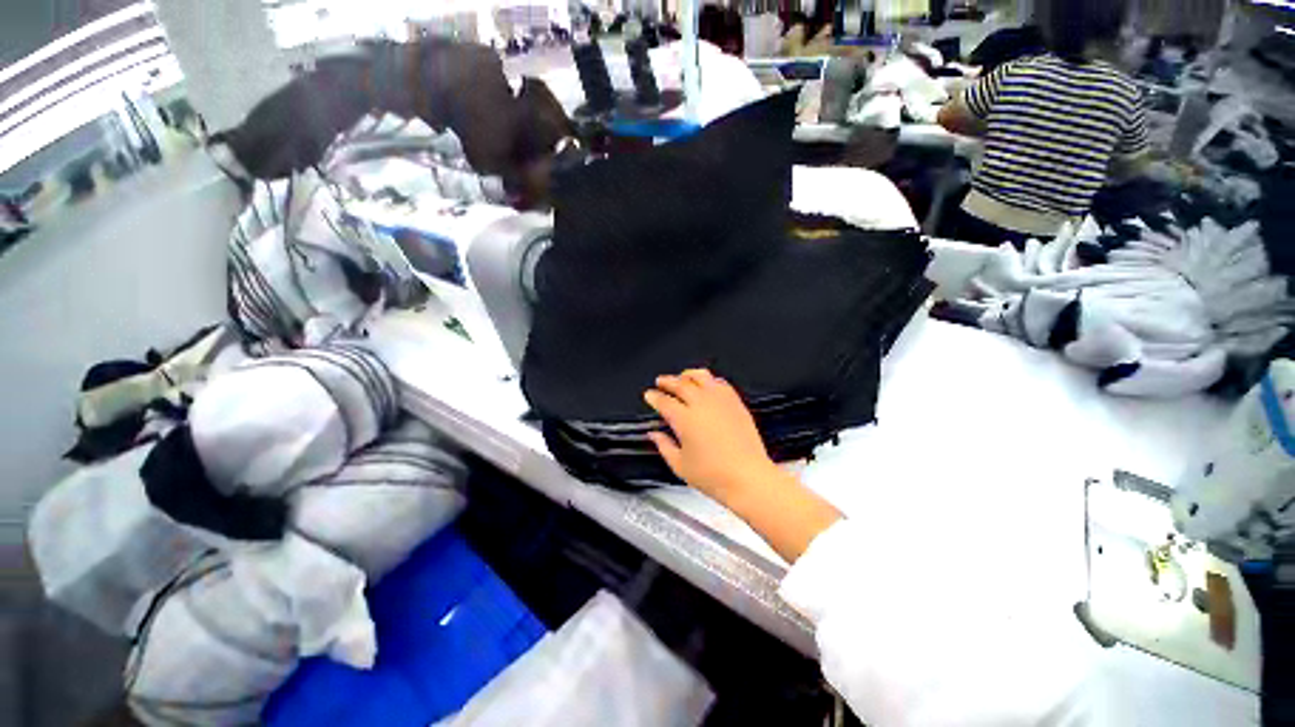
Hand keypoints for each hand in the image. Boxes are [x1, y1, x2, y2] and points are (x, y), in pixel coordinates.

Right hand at [644, 369, 776, 502]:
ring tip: (682, 376)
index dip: (654, 397)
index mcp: (684, 419)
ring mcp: (720, 401)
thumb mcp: (680, 466)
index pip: (664, 401)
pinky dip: (710, 380)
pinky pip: (721, 383)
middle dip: (667, 381)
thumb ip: (664, 446)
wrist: (748, 478)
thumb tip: (655, 435)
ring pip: (701, 376)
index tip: (649, 395)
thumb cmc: (714, 476)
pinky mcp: (736, 403)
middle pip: (680, 384)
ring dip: (688, 374)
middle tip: (661, 382)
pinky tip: (708, 384)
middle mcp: (702, 405)